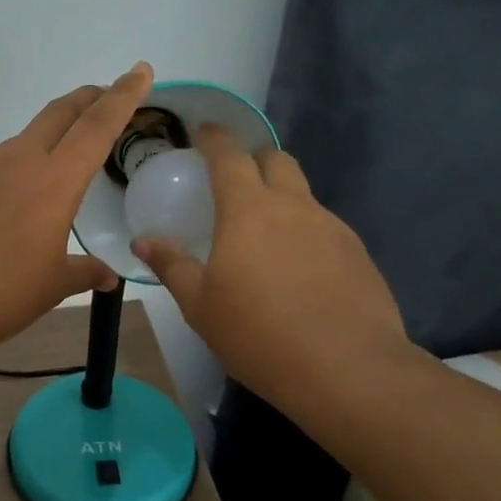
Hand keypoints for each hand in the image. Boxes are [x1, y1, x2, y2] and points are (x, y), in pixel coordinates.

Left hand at [0, 63, 152, 359]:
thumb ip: (84, 272)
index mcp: (53, 181)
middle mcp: (15, 162)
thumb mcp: (52, 287)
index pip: (97, 126)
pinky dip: (4, 179)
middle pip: (58, 115)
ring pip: (19, 144)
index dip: (123, 96)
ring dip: (42, 147)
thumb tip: (107, 274)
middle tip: (102, 96)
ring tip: (48, 182)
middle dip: (85, 99)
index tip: (140, 71)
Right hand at [132, 126, 415, 411]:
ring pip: (303, 194)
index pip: (229, 155)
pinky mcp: (358, 253)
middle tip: (236, 179)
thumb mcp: (200, 304)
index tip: (204, 131)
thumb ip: (172, 265)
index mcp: (248, 210)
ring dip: (282, 196)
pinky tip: (298, 268)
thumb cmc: (258, 333)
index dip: (215, 138)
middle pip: (276, 160)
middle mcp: (293, 207)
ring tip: (265, 232)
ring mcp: (332, 227)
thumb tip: (143, 241)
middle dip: (255, 158)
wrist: (347, 369)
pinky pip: (325, 226)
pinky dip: (305, 231)